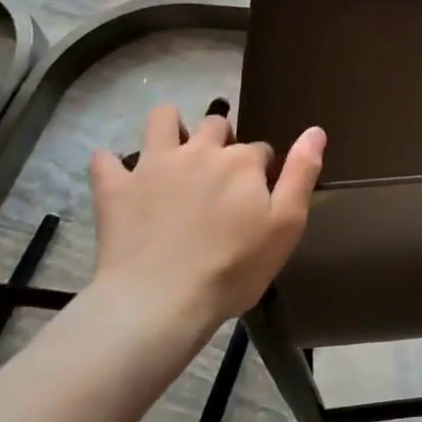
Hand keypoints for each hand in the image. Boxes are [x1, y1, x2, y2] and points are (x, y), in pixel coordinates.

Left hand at [88, 105, 324, 356]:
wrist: (159, 302)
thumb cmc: (233, 268)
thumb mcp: (286, 225)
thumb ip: (302, 173)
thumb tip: (316, 130)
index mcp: (241, 161)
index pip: (259, 149)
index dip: (260, 168)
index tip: (257, 194)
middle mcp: (200, 150)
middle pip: (215, 124)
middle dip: (220, 138)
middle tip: (218, 173)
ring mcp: (154, 165)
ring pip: (161, 119)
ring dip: (170, 127)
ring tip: (173, 151)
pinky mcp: (116, 188)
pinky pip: (105, 161)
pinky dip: (112, 165)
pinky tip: (120, 177)